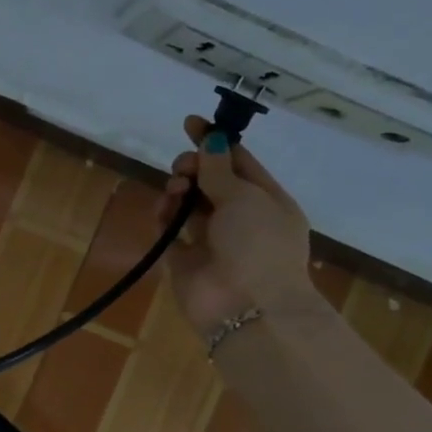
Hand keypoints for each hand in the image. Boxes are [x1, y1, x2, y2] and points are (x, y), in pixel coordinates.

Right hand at [156, 115, 319, 336]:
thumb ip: (220, 168)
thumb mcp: (245, 197)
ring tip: (175, 191)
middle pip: (210, 181)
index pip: (239, 162)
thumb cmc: (258, 245)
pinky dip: (165, 216)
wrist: (248, 308)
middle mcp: (240, 219)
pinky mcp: (185, 259)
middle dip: (193, 167)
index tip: (190, 123)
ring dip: (179, 190)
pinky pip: (170, 229)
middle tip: (182, 169)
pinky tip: (164, 209)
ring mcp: (212, 240)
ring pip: (189, 203)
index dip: (215, 142)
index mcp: (267, 201)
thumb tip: (211, 140)